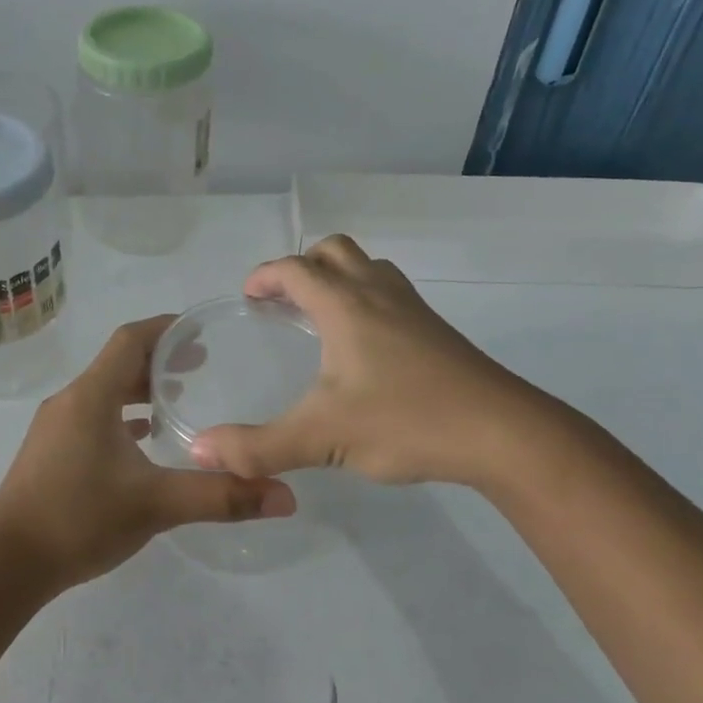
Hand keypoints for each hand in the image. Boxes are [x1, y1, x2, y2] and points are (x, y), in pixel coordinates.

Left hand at [0, 316, 296, 588]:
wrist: (6, 564)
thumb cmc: (79, 519)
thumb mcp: (156, 505)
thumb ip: (220, 496)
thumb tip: (286, 496)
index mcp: (91, 396)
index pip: (130, 339)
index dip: (165, 328)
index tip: (200, 330)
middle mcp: (70, 401)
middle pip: (117, 362)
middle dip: (158, 359)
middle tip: (201, 365)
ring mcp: (56, 427)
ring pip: (103, 391)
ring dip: (138, 388)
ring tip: (176, 398)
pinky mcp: (50, 452)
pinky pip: (92, 417)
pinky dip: (120, 417)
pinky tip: (142, 439)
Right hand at [189, 234, 563, 488]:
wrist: (503, 434)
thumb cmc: (407, 422)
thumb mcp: (322, 438)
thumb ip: (258, 446)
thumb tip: (200, 451)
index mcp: (345, 305)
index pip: (295, 269)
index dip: (265, 275)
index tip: (248, 295)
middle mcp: (378, 294)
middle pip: (335, 251)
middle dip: (303, 266)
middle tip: (283, 301)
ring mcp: (413, 310)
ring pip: (369, 268)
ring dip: (339, 278)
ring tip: (320, 317)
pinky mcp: (437, 332)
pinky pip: (391, 294)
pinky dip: (366, 300)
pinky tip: (364, 349)